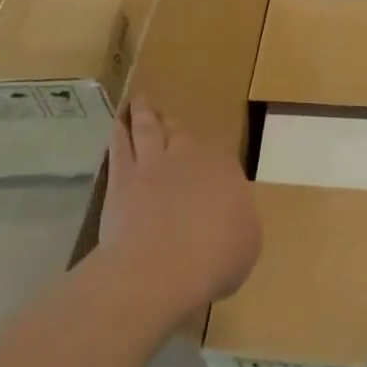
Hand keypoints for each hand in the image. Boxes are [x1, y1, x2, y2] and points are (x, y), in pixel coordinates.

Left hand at [98, 99, 260, 313]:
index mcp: (226, 172)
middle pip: (182, 137)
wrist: (163, 266)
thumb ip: (240, 223)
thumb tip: (232, 217)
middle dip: (176, 128)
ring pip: (149, 130)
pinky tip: (118, 121)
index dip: (212, 165)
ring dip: (145, 114)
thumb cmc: (215, 259)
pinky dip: (120, 130)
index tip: (208, 169)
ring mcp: (154, 164)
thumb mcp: (248, 244)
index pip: (220, 161)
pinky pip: (120, 147)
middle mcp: (191, 158)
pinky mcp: (123, 178)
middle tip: (168, 118)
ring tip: (141, 101)